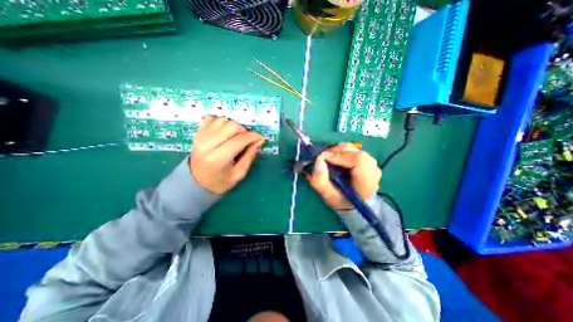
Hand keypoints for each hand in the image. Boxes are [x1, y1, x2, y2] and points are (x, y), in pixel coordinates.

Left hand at [192, 116, 264, 194]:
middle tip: (247, 140)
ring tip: (235, 137)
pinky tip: (224, 132)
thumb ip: (250, 156)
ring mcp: (200, 136)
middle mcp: (207, 144)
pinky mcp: (197, 133)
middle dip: (244, 131)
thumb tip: (259, 140)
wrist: (197, 182)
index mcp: (218, 158)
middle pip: (232, 126)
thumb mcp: (239, 173)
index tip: (261, 137)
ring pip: (223, 120)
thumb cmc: (220, 181)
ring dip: (233, 127)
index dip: (253, 136)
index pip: (239, 140)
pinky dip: (221, 123)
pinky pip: (211, 118)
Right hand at [310, 144, 379, 210]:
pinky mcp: (366, 158)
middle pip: (355, 153)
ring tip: (331, 162)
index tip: (325, 159)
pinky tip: (337, 161)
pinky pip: (352, 149)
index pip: (358, 160)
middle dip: (337, 154)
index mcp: (367, 182)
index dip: (340, 156)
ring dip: (338, 152)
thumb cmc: (340, 199)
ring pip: (353, 149)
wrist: (351, 201)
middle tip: (325, 161)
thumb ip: (320, 180)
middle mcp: (373, 170)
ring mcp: (371, 163)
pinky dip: (341, 152)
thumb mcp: (327, 195)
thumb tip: (319, 158)